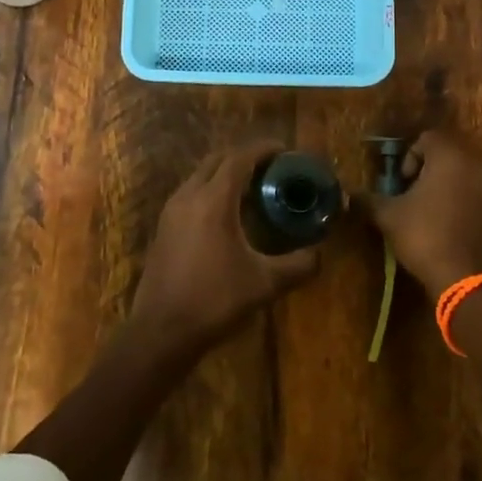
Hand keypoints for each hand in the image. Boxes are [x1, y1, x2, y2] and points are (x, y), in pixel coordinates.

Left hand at [126, 141, 320, 360]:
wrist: (161, 331)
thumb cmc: (214, 300)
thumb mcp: (264, 284)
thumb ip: (298, 265)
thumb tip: (320, 254)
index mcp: (213, 200)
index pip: (240, 158)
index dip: (263, 150)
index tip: (284, 150)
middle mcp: (189, 195)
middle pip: (218, 160)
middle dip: (245, 158)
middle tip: (271, 169)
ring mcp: (171, 211)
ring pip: (201, 176)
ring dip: (226, 174)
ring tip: (253, 189)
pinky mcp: (164, 227)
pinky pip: (191, 193)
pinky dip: (211, 191)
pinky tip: (228, 215)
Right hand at [359, 130, 481, 298]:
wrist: (464, 278)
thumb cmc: (423, 235)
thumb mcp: (388, 215)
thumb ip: (368, 199)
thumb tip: (348, 193)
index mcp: (449, 156)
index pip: (428, 138)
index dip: (409, 156)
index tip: (401, 181)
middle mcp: (474, 164)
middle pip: (447, 153)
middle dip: (427, 167)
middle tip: (411, 191)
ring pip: (462, 172)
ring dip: (443, 183)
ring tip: (426, 208)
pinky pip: (474, 192)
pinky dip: (459, 199)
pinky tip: (444, 222)